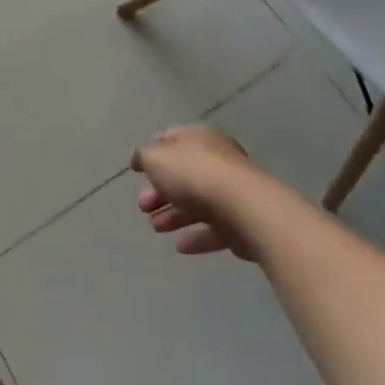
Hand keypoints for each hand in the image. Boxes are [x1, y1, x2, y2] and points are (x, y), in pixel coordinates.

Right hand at [132, 125, 260, 258]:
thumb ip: (144, 157)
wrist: (244, 208)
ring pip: (197, 202)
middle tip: (142, 206)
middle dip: (160, 191)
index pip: (173, 138)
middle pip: (183, 174)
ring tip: (155, 227)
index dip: (155, 150)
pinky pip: (214, 228)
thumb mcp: (156, 159)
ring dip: (174, 215)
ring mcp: (231, 191)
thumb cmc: (194, 174)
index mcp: (197, 138)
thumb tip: (139, 158)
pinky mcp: (241, 221)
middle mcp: (216, 160)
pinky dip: (196, 236)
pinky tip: (180, 247)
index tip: (139, 168)